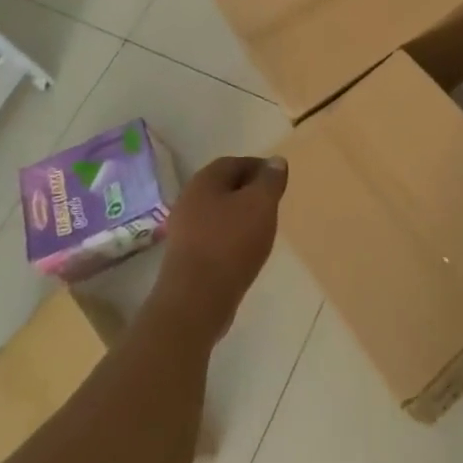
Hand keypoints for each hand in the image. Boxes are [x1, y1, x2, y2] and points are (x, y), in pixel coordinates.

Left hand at [151, 155, 287, 342]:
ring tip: (262, 230)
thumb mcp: (261, 205)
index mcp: (204, 180)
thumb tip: (276, 161)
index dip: (259, 168)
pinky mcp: (185, 257)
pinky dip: (230, 239)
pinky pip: (212, 237)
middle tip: (273, 204)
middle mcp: (189, 200)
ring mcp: (183, 230)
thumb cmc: (230, 244)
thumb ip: (270, 180)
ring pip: (218, 213)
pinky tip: (245, 253)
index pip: (234, 163)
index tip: (279, 181)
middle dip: (250, 192)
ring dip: (240, 217)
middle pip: (224, 188)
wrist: (195, 301)